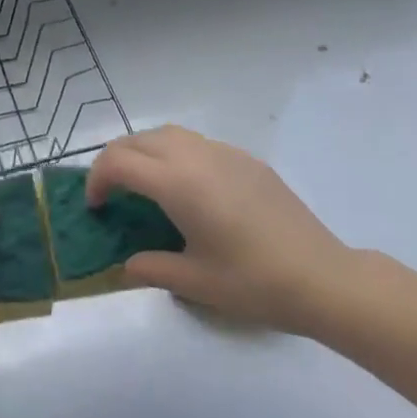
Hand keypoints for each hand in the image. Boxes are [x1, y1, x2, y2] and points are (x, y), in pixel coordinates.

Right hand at [87, 125, 356, 335]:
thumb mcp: (196, 284)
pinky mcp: (244, 158)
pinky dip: (175, 153)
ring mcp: (222, 151)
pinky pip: (196, 142)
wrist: (321, 276)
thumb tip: (127, 265)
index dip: (97, 179)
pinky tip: (188, 188)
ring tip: (144, 185)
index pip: (119, 162)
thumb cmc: (254, 282)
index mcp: (177, 183)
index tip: (95, 207)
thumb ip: (152, 268)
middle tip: (112, 194)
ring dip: (145, 151)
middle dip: (116, 160)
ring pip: (168, 134)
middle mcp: (195, 155)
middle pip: (139, 140)